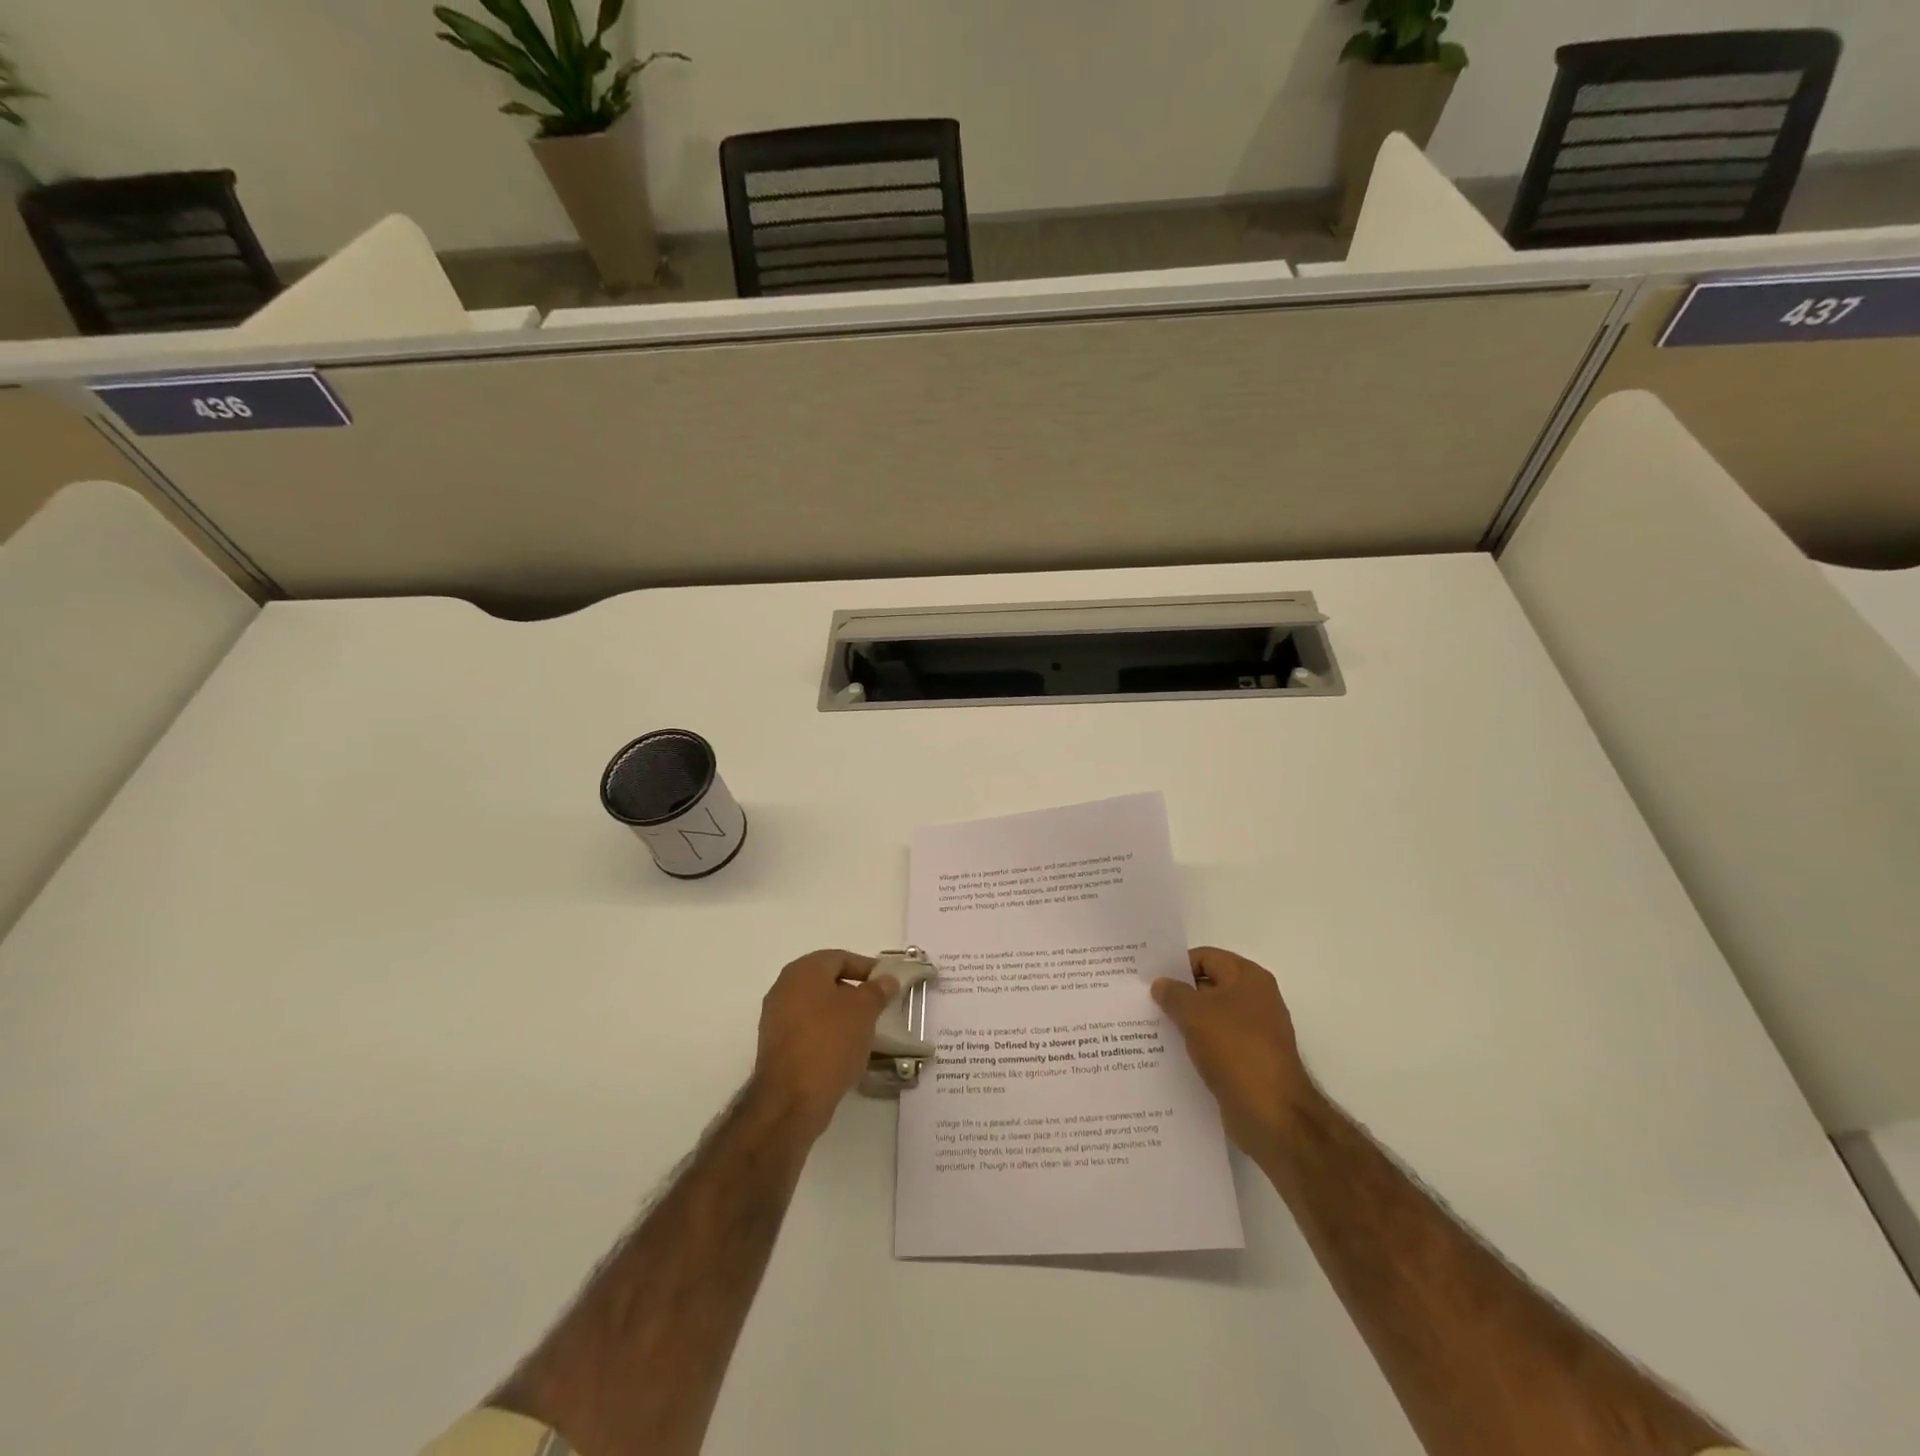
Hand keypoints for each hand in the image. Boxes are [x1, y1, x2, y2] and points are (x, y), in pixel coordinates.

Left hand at [751, 950, 898, 1140]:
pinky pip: (808, 1030)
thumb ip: (877, 991)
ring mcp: (776, 1018)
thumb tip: (887, 980)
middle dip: (854, 992)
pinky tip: (844, 1051)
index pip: (840, 958)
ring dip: (841, 1015)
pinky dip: (827, 1034)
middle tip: (878, 1007)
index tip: (888, 984)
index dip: (866, 968)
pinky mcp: (776, 1046)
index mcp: (803, 971)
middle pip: (826, 982)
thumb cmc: (829, 1043)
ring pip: (817, 1007)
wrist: (790, 1100)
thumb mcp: (864, 1011)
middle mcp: (784, 988)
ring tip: (865, 1031)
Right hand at [1153, 946, 1317, 1157]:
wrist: (1272, 1115)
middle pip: (1208, 986)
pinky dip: (1196, 1045)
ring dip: (1184, 1021)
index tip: (1148, 979)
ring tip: (1151, 1027)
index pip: (1205, 957)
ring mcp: (1254, 1032)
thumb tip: (1161, 984)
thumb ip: (1173, 993)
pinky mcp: (1249, 1060)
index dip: (1176, 966)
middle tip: (1144, 1001)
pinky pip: (1216, 1043)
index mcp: (1248, 978)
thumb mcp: (1195, 1014)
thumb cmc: (1235, 1051)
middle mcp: (1255, 999)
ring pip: (1210, 1017)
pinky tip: (1170, 1053)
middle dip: (1178, 994)